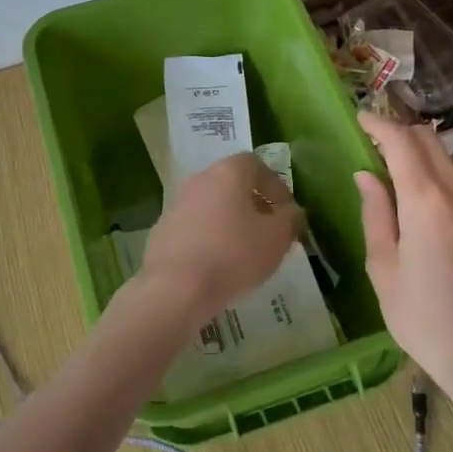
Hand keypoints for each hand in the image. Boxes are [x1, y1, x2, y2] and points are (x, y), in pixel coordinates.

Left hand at [134, 152, 300, 326]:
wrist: (175, 287)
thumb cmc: (233, 255)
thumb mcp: (276, 239)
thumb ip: (290, 220)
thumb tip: (291, 212)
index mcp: (227, 172)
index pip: (255, 164)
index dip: (274, 185)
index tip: (286, 211)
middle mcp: (199, 179)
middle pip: (231, 184)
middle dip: (252, 204)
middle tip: (268, 231)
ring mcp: (176, 204)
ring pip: (211, 206)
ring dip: (229, 222)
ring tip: (244, 251)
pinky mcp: (162, 231)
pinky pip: (194, 228)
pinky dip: (209, 238)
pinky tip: (217, 265)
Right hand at [355, 111, 452, 397]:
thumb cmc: (422, 316)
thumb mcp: (383, 267)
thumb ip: (375, 213)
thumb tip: (367, 176)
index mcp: (427, 201)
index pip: (401, 142)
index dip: (379, 124)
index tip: (360, 118)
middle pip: (430, 142)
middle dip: (401, 133)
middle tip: (374, 142)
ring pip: (448, 165)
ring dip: (421, 159)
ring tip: (395, 179)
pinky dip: (438, 184)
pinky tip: (425, 214)